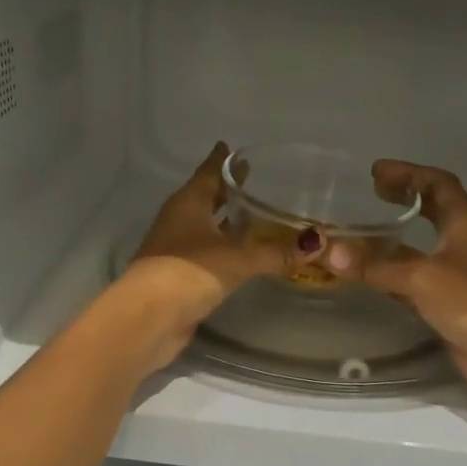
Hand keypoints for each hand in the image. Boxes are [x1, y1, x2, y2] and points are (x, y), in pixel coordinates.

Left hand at [121, 142, 291, 368]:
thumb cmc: (189, 272)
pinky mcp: (179, 276)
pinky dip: (223, 249)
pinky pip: (207, 254)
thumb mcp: (238, 259)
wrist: (149, 318)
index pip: (208, 173)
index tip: (232, 147)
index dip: (222, 161)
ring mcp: (176, 249)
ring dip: (225, 222)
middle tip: (250, 178)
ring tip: (252, 215)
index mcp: (188, 204)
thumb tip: (317, 245)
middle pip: (205, 198)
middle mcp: (179, 221)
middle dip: (226, 190)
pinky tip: (241, 254)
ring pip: (205, 227)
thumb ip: (276, 252)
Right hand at [330, 160, 466, 398]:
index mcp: (463, 225)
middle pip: (435, 212)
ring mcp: (457, 276)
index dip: (410, 174)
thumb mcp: (419, 276)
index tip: (377, 173)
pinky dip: (395, 275)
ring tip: (366, 235)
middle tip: (375, 195)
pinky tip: (375, 279)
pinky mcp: (449, 304)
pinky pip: (416, 282)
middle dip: (406, 199)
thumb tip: (327, 251)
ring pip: (423, 249)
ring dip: (397, 240)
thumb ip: (375, 265)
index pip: (439, 185)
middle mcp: (462, 245)